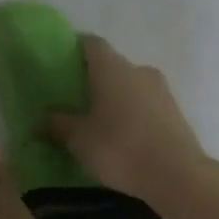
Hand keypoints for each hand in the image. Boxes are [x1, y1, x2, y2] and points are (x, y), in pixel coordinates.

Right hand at [44, 36, 213, 208]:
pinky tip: (122, 135)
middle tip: (75, 100)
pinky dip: (132, 113)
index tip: (61, 64)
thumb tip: (40, 118)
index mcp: (112, 68)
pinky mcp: (175, 112)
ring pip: (131, 86)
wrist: (177, 175)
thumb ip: (57, 124)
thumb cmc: (120, 148)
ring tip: (98, 121)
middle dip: (94, 79)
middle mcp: (138, 70)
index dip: (75, 49)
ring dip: (115, 98)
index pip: (91, 43)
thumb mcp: (79, 139)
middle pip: (112, 65)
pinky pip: (146, 104)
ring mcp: (161, 90)